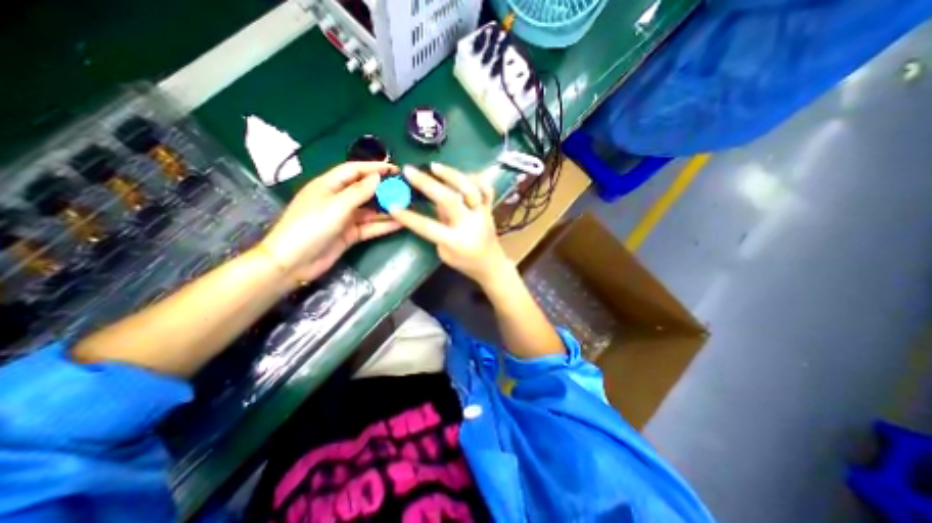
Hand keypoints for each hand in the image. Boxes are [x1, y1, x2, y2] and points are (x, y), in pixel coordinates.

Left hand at [258, 163, 400, 284]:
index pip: (355, 170)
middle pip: (365, 190)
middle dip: (384, 189)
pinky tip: (400, 223)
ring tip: (408, 206)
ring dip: (387, 208)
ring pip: (370, 210)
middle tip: (405, 190)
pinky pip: (371, 226)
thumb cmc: (311, 226)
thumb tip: (377, 177)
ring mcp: (345, 218)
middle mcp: (338, 199)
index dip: (374, 167)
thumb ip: (358, 192)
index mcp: (329, 185)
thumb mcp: (336, 205)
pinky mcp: (350, 234)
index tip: (395, 170)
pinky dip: (384, 225)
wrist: (294, 261)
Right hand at [389, 163, 512, 287]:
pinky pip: (486, 189)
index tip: (392, 206)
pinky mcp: (489, 209)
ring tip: (434, 166)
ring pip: (469, 189)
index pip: (428, 227)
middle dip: (427, 184)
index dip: (409, 217)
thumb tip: (433, 205)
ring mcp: (482, 214)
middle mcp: (470, 224)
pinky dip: (475, 179)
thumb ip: (438, 229)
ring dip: (451, 175)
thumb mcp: (445, 252)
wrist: (491, 264)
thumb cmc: (465, 262)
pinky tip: (462, 174)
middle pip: (448, 200)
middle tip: (410, 170)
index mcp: (455, 240)